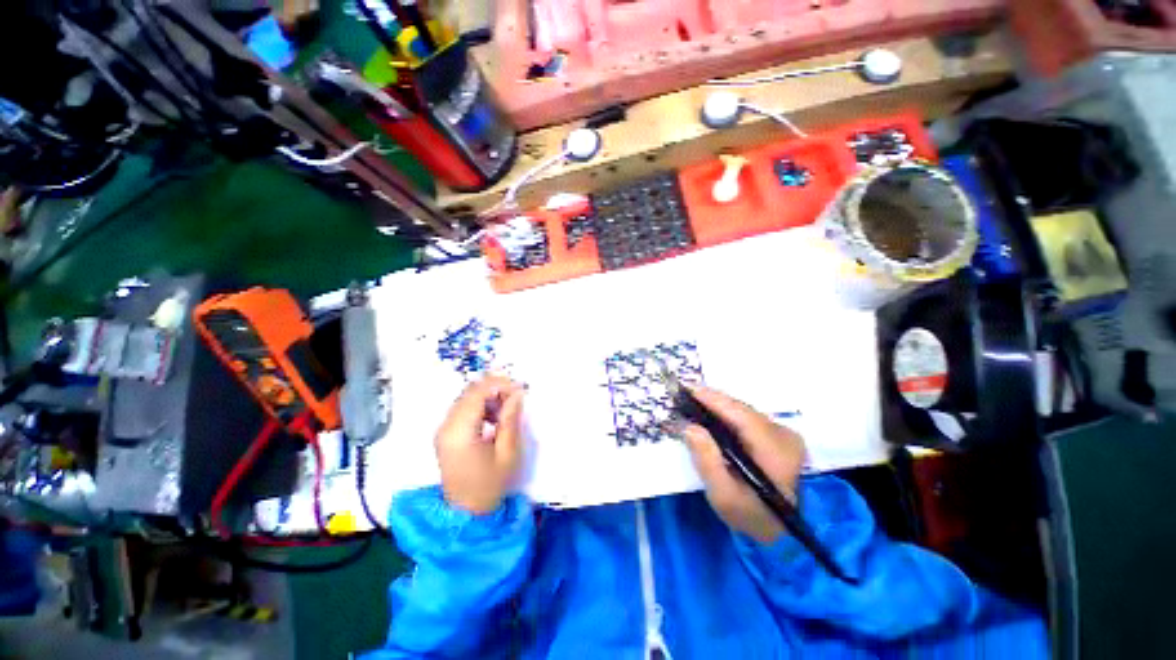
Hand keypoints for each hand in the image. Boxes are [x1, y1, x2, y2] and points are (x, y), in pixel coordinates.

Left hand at [435, 375, 525, 513]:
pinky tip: (493, 418)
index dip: (500, 385)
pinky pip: (462, 409)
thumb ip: (510, 419)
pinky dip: (480, 406)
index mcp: (460, 432)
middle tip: (516, 398)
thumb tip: (517, 393)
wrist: (467, 513)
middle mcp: (446, 426)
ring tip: (507, 409)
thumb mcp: (508, 452)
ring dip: (488, 397)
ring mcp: (443, 429)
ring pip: (466, 398)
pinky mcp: (445, 434)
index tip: (520, 389)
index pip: (477, 393)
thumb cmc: (491, 484)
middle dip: (495, 389)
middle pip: (470, 392)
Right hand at [681, 386, 806, 544]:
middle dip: (712, 401)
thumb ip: (707, 461)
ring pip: (744, 411)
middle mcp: (784, 436)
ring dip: (718, 407)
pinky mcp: (780, 435)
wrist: (781, 531)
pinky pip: (747, 417)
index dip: (714, 399)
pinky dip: (727, 415)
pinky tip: (711, 416)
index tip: (688, 388)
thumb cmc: (751, 515)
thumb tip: (689, 427)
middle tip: (684, 396)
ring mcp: (784, 434)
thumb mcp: (724, 495)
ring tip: (693, 403)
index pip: (741, 416)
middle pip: (741, 410)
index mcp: (775, 451)